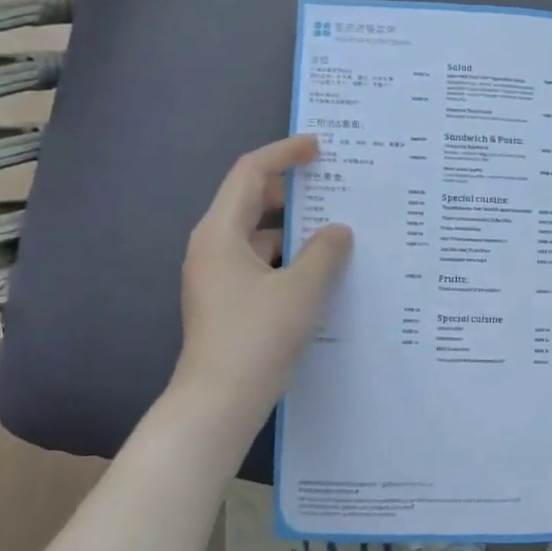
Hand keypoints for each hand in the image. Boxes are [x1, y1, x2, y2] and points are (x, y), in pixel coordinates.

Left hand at [170, 134, 352, 424]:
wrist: (218, 403)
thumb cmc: (257, 338)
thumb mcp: (301, 290)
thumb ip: (325, 253)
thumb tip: (338, 230)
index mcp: (220, 234)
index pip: (250, 173)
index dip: (284, 154)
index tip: (319, 147)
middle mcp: (213, 248)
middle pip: (251, 201)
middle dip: (291, 190)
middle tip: (334, 185)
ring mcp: (218, 277)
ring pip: (258, 236)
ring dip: (294, 229)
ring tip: (337, 229)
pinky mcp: (228, 301)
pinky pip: (261, 263)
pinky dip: (289, 258)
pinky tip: (321, 271)